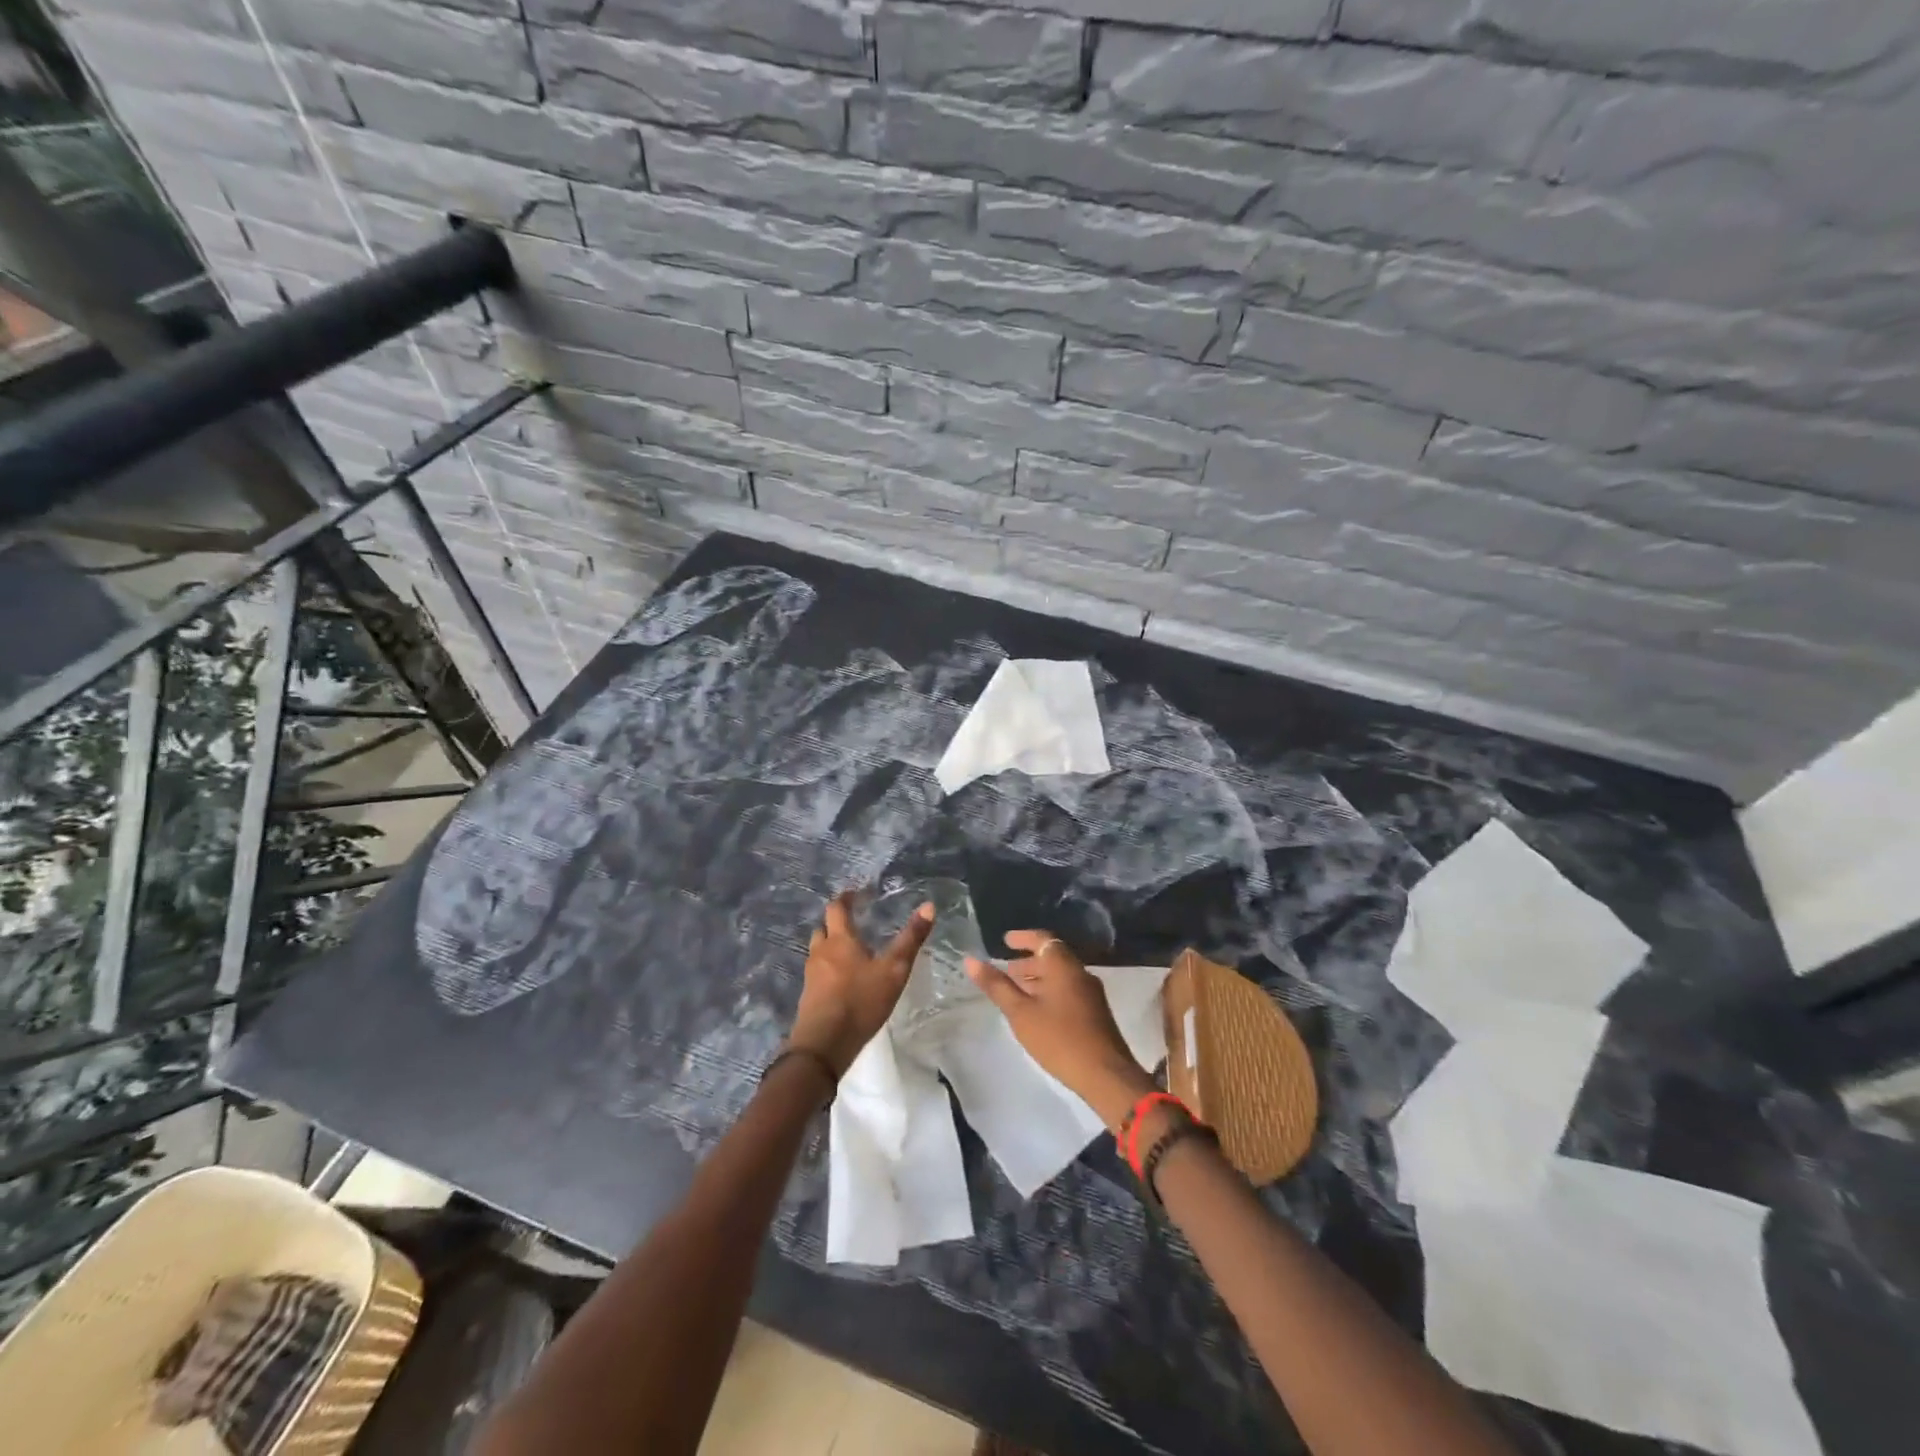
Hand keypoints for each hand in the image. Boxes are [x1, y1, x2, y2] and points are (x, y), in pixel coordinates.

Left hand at [789, 891, 933, 1077]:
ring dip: (831, 947)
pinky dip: (828, 969)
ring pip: (819, 951)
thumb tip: (929, 906)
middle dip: (837, 923)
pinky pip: (818, 973)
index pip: (837, 908)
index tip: (857, 893)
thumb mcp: (894, 970)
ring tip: (851, 953)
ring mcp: (811, 975)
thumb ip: (911, 939)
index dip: (846, 898)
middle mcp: (821, 952)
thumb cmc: (860, 1001)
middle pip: (824, 929)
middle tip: (855, 924)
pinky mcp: (808, 997)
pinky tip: (843, 982)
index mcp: (839, 940)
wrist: (823, 1045)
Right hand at [966, 931, 1154, 1132]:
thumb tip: (971, 961)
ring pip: (1061, 976)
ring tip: (1017, 992)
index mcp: (1063, 966)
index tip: (1005, 941)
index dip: (1023, 938)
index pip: (1043, 939)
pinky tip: (1038, 1012)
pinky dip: (1050, 991)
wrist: (1105, 1074)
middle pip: (1052, 957)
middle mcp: (1080, 972)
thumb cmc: (1058, 1038)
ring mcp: (1091, 993)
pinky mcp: (1096, 1012)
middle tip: (1006, 971)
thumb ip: (997, 986)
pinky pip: (1068, 990)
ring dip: (1039, 978)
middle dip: (1028, 962)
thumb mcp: (1020, 1013)